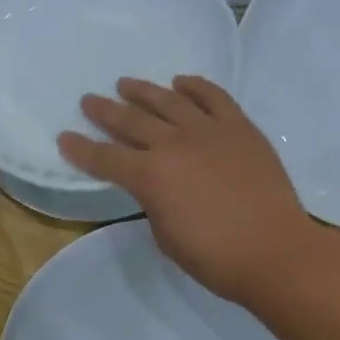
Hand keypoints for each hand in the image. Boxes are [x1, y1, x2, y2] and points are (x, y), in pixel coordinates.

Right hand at [58, 77, 324, 307]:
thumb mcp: (166, 236)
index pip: (105, 158)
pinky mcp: (239, 127)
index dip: (81, 149)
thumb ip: (154, 202)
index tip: (64, 137)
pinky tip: (181, 83)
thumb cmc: (215, 257)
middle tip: (89, 100)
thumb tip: (156, 186)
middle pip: (131, 120)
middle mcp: (173, 144)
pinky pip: (213, 97)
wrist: (275, 251)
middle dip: (105, 111)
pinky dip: (195, 86)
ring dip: (143, 90)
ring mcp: (209, 131)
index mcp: (149, 176)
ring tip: (126, 83)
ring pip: (168, 101)